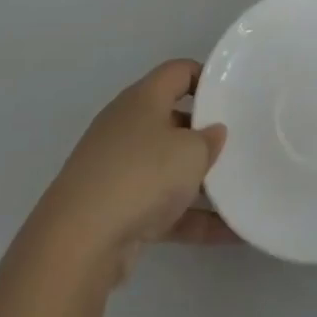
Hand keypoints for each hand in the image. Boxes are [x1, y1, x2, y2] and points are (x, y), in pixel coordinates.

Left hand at [38, 60, 235, 287]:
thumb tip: (212, 134)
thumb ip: (210, 140)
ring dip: (199, 181)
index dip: (205, 77)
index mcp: (142, 99)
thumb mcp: (192, 151)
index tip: (232, 95)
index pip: (178, 72)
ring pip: (166, 167)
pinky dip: (190, 218)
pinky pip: (161, 206)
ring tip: (239, 189)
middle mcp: (126, 127)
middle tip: (237, 142)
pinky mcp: (114, 210)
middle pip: (172, 120)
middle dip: (203, 134)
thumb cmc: (142, 175)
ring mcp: (116, 171)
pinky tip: (228, 232)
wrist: (77, 244)